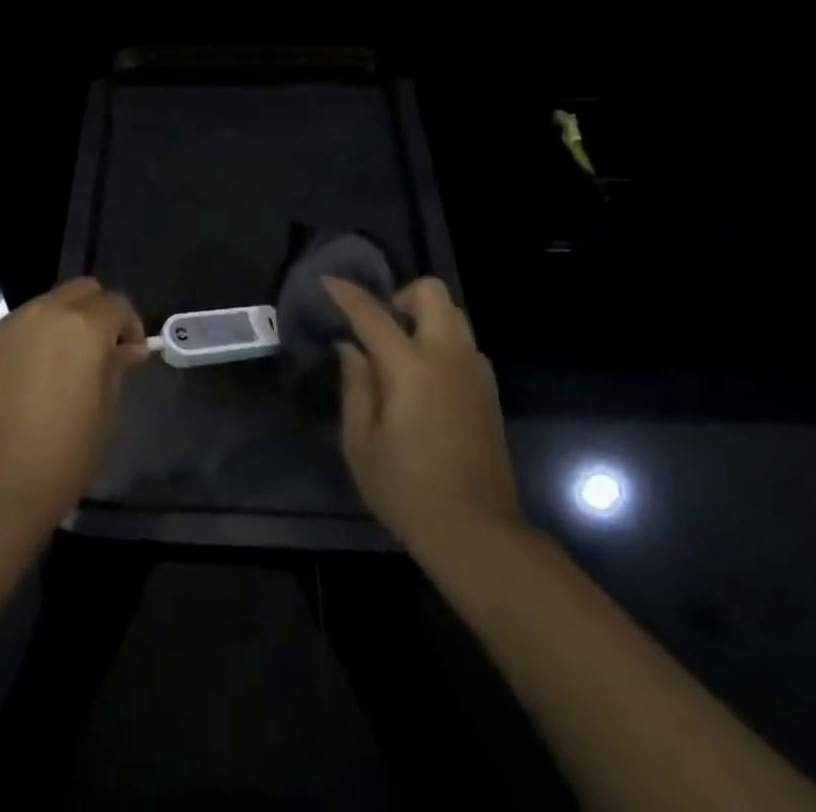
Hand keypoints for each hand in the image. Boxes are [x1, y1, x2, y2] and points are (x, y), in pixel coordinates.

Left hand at [0, 278, 149, 533]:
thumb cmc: (62, 456)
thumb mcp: (107, 413)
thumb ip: (118, 367)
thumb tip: (128, 348)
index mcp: (83, 326)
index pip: (117, 304)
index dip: (129, 326)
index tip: (130, 356)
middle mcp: (43, 313)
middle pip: (80, 291)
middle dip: (95, 313)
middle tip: (97, 353)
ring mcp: (5, 327)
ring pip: (43, 307)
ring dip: (59, 326)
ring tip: (57, 369)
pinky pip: (12, 331)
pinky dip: (26, 344)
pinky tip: (23, 384)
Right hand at [328, 276, 522, 556]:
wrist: (478, 533)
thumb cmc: (407, 491)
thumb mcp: (361, 443)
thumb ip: (355, 385)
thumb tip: (350, 347)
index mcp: (411, 369)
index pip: (373, 314)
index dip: (346, 294)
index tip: (326, 281)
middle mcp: (448, 357)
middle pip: (430, 293)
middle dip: (400, 296)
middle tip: (378, 327)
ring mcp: (475, 372)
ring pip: (453, 313)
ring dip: (423, 317)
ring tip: (399, 351)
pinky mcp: (489, 390)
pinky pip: (463, 343)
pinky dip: (441, 341)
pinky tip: (424, 379)